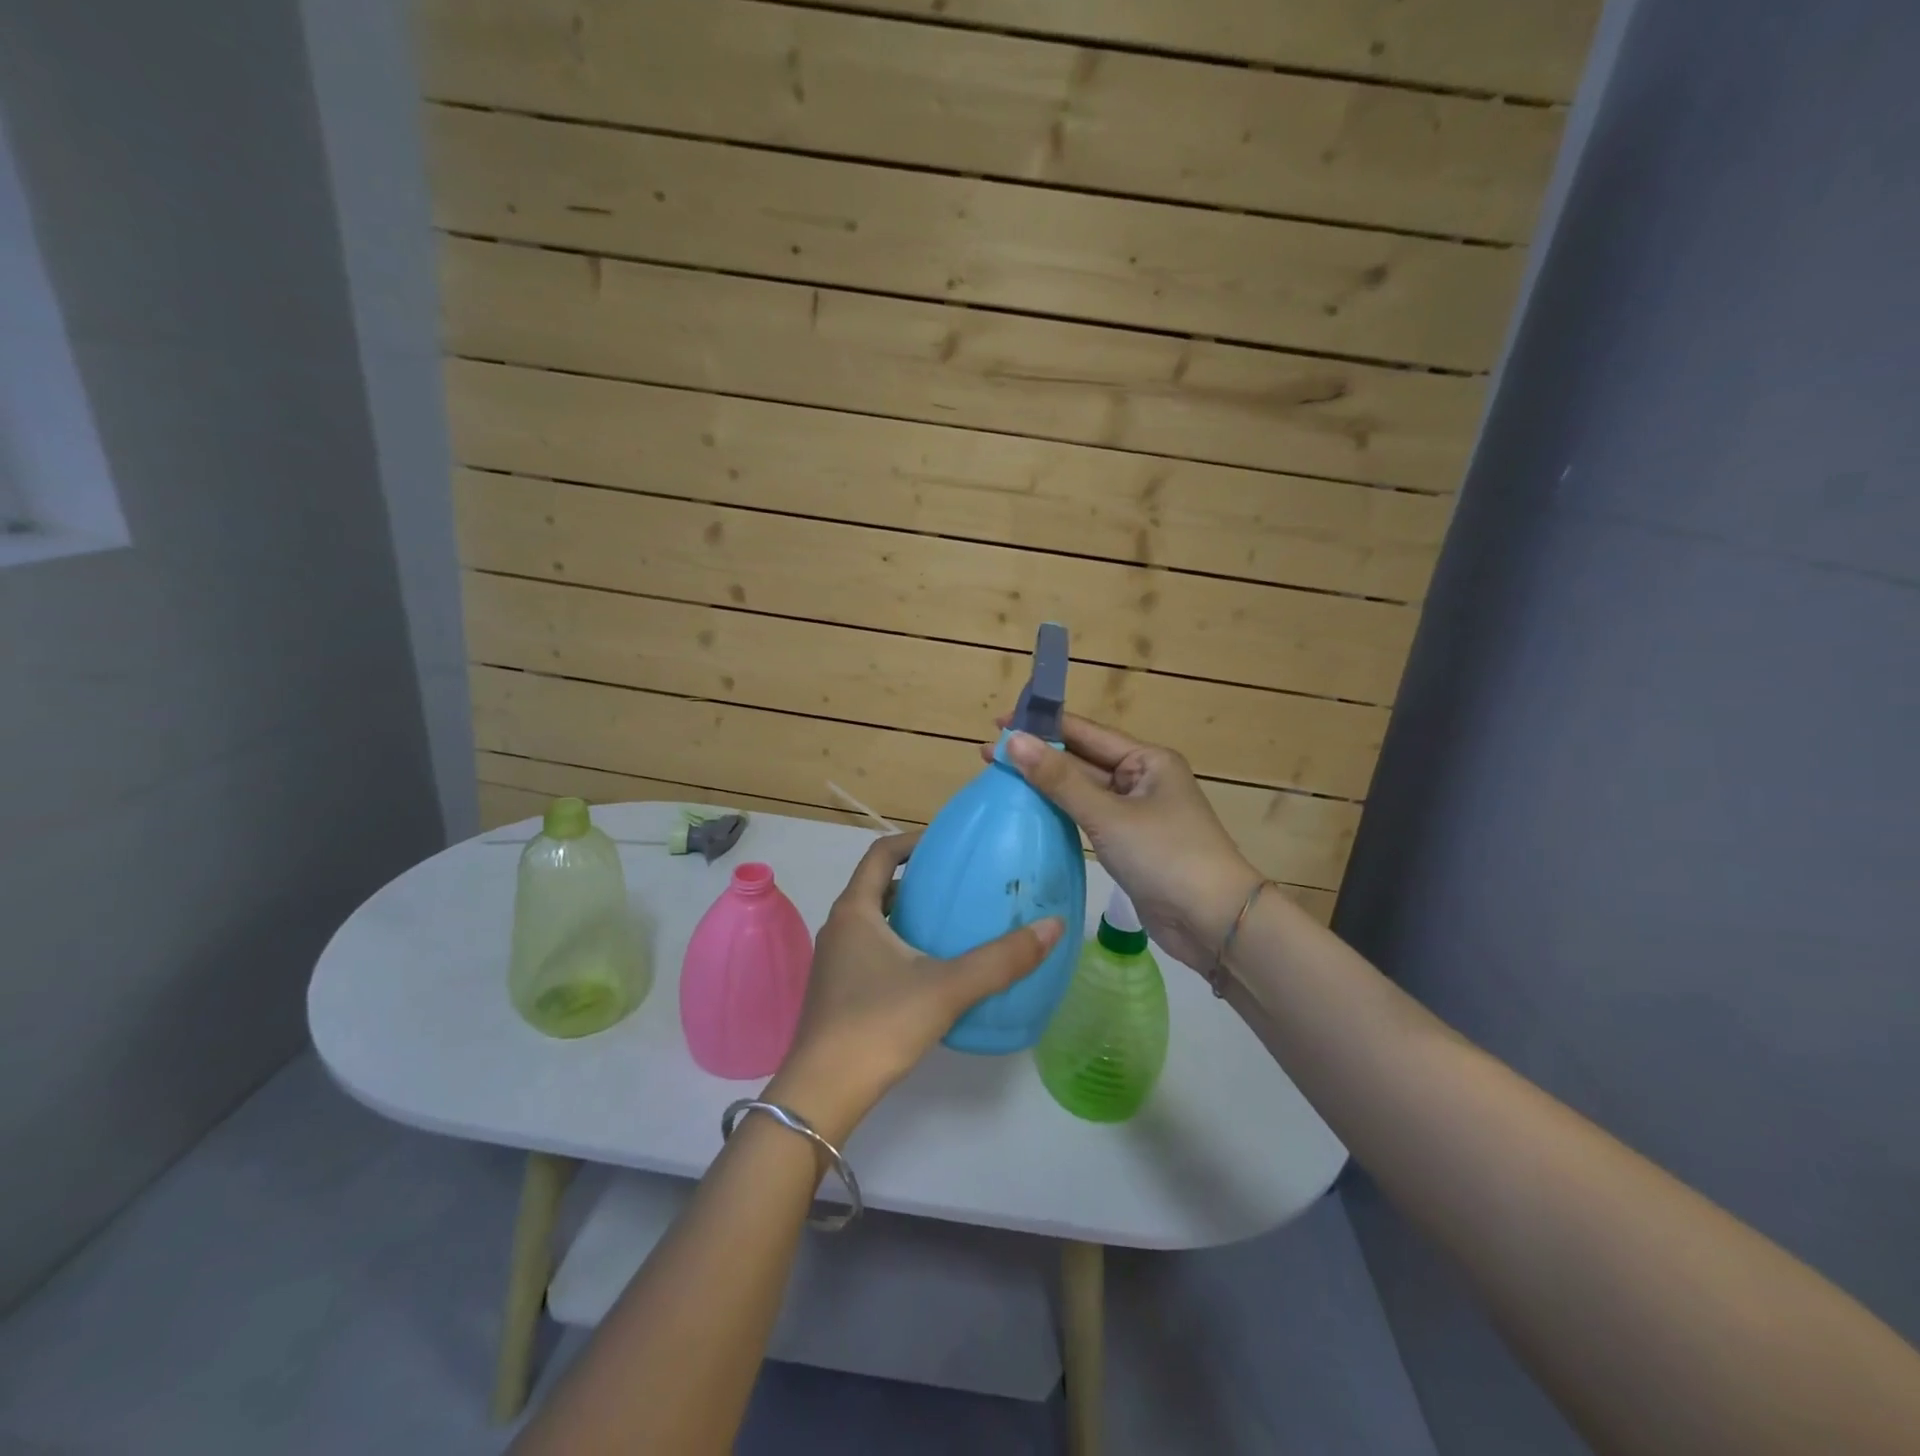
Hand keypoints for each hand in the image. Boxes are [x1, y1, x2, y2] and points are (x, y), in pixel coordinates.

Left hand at [768, 831, 1062, 1143]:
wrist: (822, 1094)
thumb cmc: (879, 1025)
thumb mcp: (947, 988)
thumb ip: (1001, 959)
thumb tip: (1053, 927)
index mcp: (855, 911)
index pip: (881, 854)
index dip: (913, 841)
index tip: (948, 843)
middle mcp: (839, 928)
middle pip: (877, 886)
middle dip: (916, 879)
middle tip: (958, 885)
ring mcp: (833, 962)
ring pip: (874, 921)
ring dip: (907, 914)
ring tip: (950, 924)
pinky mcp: (837, 992)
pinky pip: (871, 950)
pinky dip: (899, 945)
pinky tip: (930, 971)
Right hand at [991, 714, 1261, 972]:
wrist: (1214, 922)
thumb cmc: (1166, 856)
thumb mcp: (1108, 815)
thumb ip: (1060, 780)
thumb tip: (1014, 742)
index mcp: (1147, 760)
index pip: (1086, 733)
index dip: (1043, 726)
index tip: (1001, 722)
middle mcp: (1142, 780)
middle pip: (1082, 761)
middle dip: (1038, 757)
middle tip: (988, 753)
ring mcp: (1136, 814)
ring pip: (1083, 792)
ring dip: (1046, 785)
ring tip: (1002, 777)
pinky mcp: (1129, 844)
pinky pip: (1088, 819)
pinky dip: (1061, 813)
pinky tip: (1032, 811)